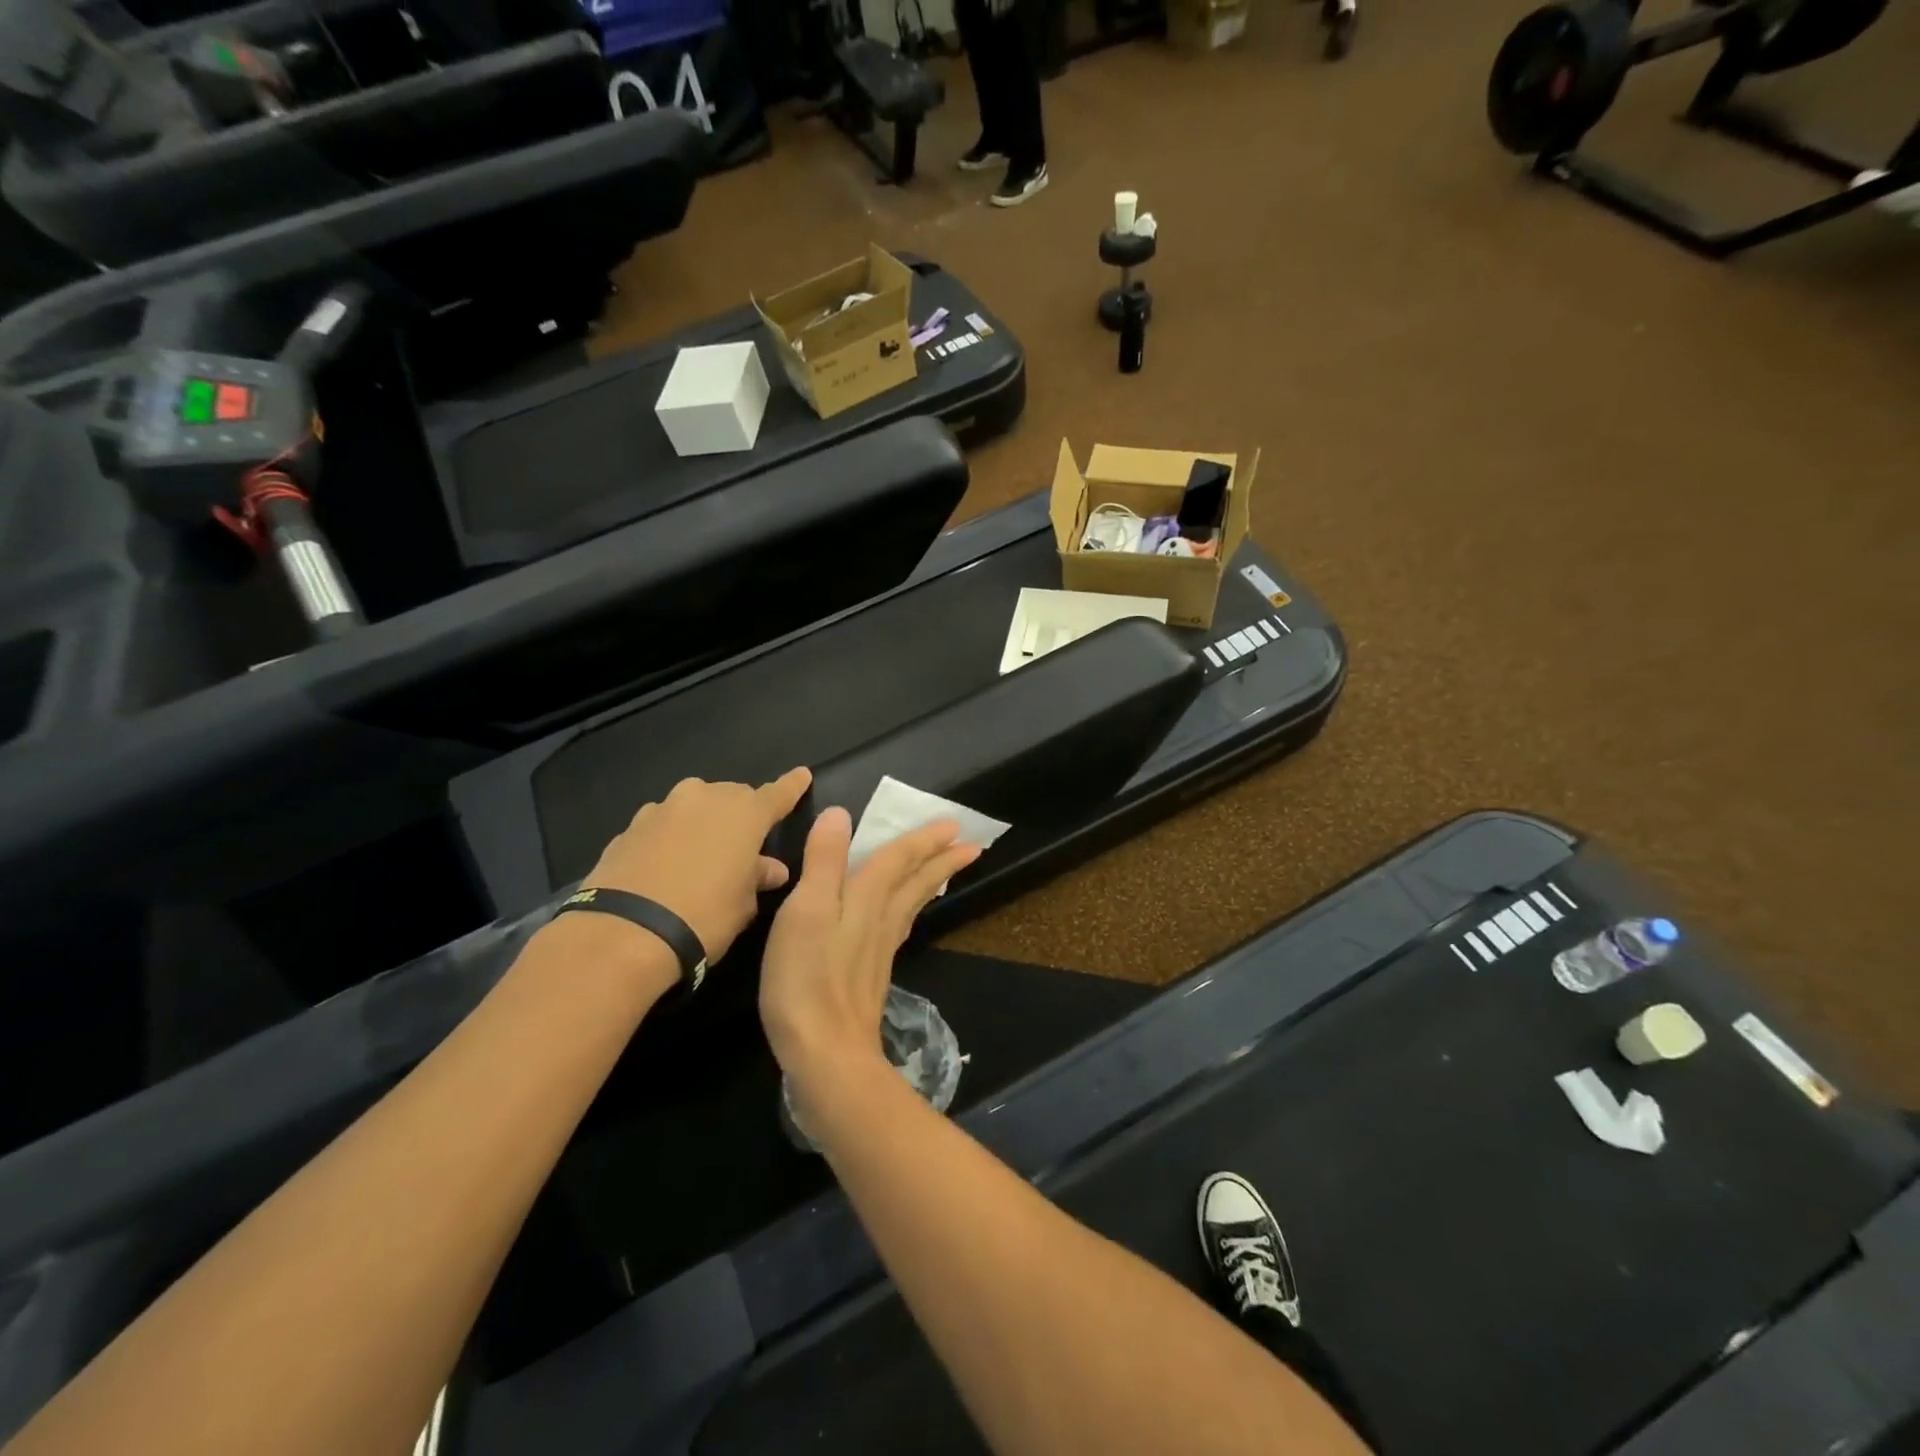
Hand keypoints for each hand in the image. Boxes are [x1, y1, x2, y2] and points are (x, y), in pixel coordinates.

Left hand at [581, 768, 811, 962]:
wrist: (623, 933)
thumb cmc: (704, 916)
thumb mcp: (744, 904)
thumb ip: (758, 877)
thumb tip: (770, 868)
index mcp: (744, 813)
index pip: (777, 793)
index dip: (792, 786)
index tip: (802, 775)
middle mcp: (704, 798)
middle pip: (732, 797)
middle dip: (741, 815)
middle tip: (744, 845)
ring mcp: (662, 809)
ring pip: (694, 807)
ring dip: (703, 824)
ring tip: (701, 856)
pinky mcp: (628, 828)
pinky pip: (662, 827)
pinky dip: (670, 839)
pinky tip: (666, 867)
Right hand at [759, 808, 981, 1105]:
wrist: (827, 1051)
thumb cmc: (809, 977)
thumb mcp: (807, 910)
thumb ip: (824, 862)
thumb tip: (841, 814)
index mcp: (867, 899)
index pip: (898, 859)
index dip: (921, 839)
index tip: (953, 824)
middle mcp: (881, 919)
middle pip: (916, 881)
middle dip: (940, 859)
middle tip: (970, 844)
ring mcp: (880, 949)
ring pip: (912, 904)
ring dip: (932, 881)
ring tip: (948, 869)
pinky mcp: (874, 974)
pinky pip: (901, 927)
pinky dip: (910, 910)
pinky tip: (903, 918)